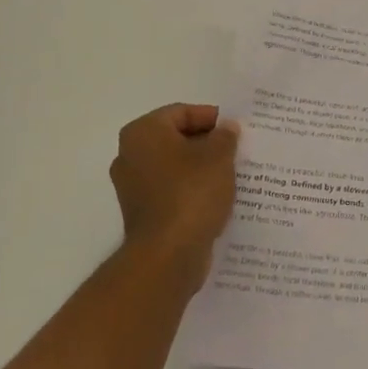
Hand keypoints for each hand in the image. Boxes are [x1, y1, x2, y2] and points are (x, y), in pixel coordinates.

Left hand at [109, 103, 239, 271]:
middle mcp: (131, 155)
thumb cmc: (191, 194)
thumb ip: (225, 136)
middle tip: (237, 150)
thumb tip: (227, 128)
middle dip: (207, 143)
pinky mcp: (143, 213)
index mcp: (143, 133)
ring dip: (201, 168)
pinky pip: (172, 190)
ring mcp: (133, 186)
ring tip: (233, 173)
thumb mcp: (218, 157)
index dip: (211, 118)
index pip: (181, 112)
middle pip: (176, 138)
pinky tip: (218, 197)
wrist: (167, 255)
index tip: (236, 130)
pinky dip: (192, 190)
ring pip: (175, 166)